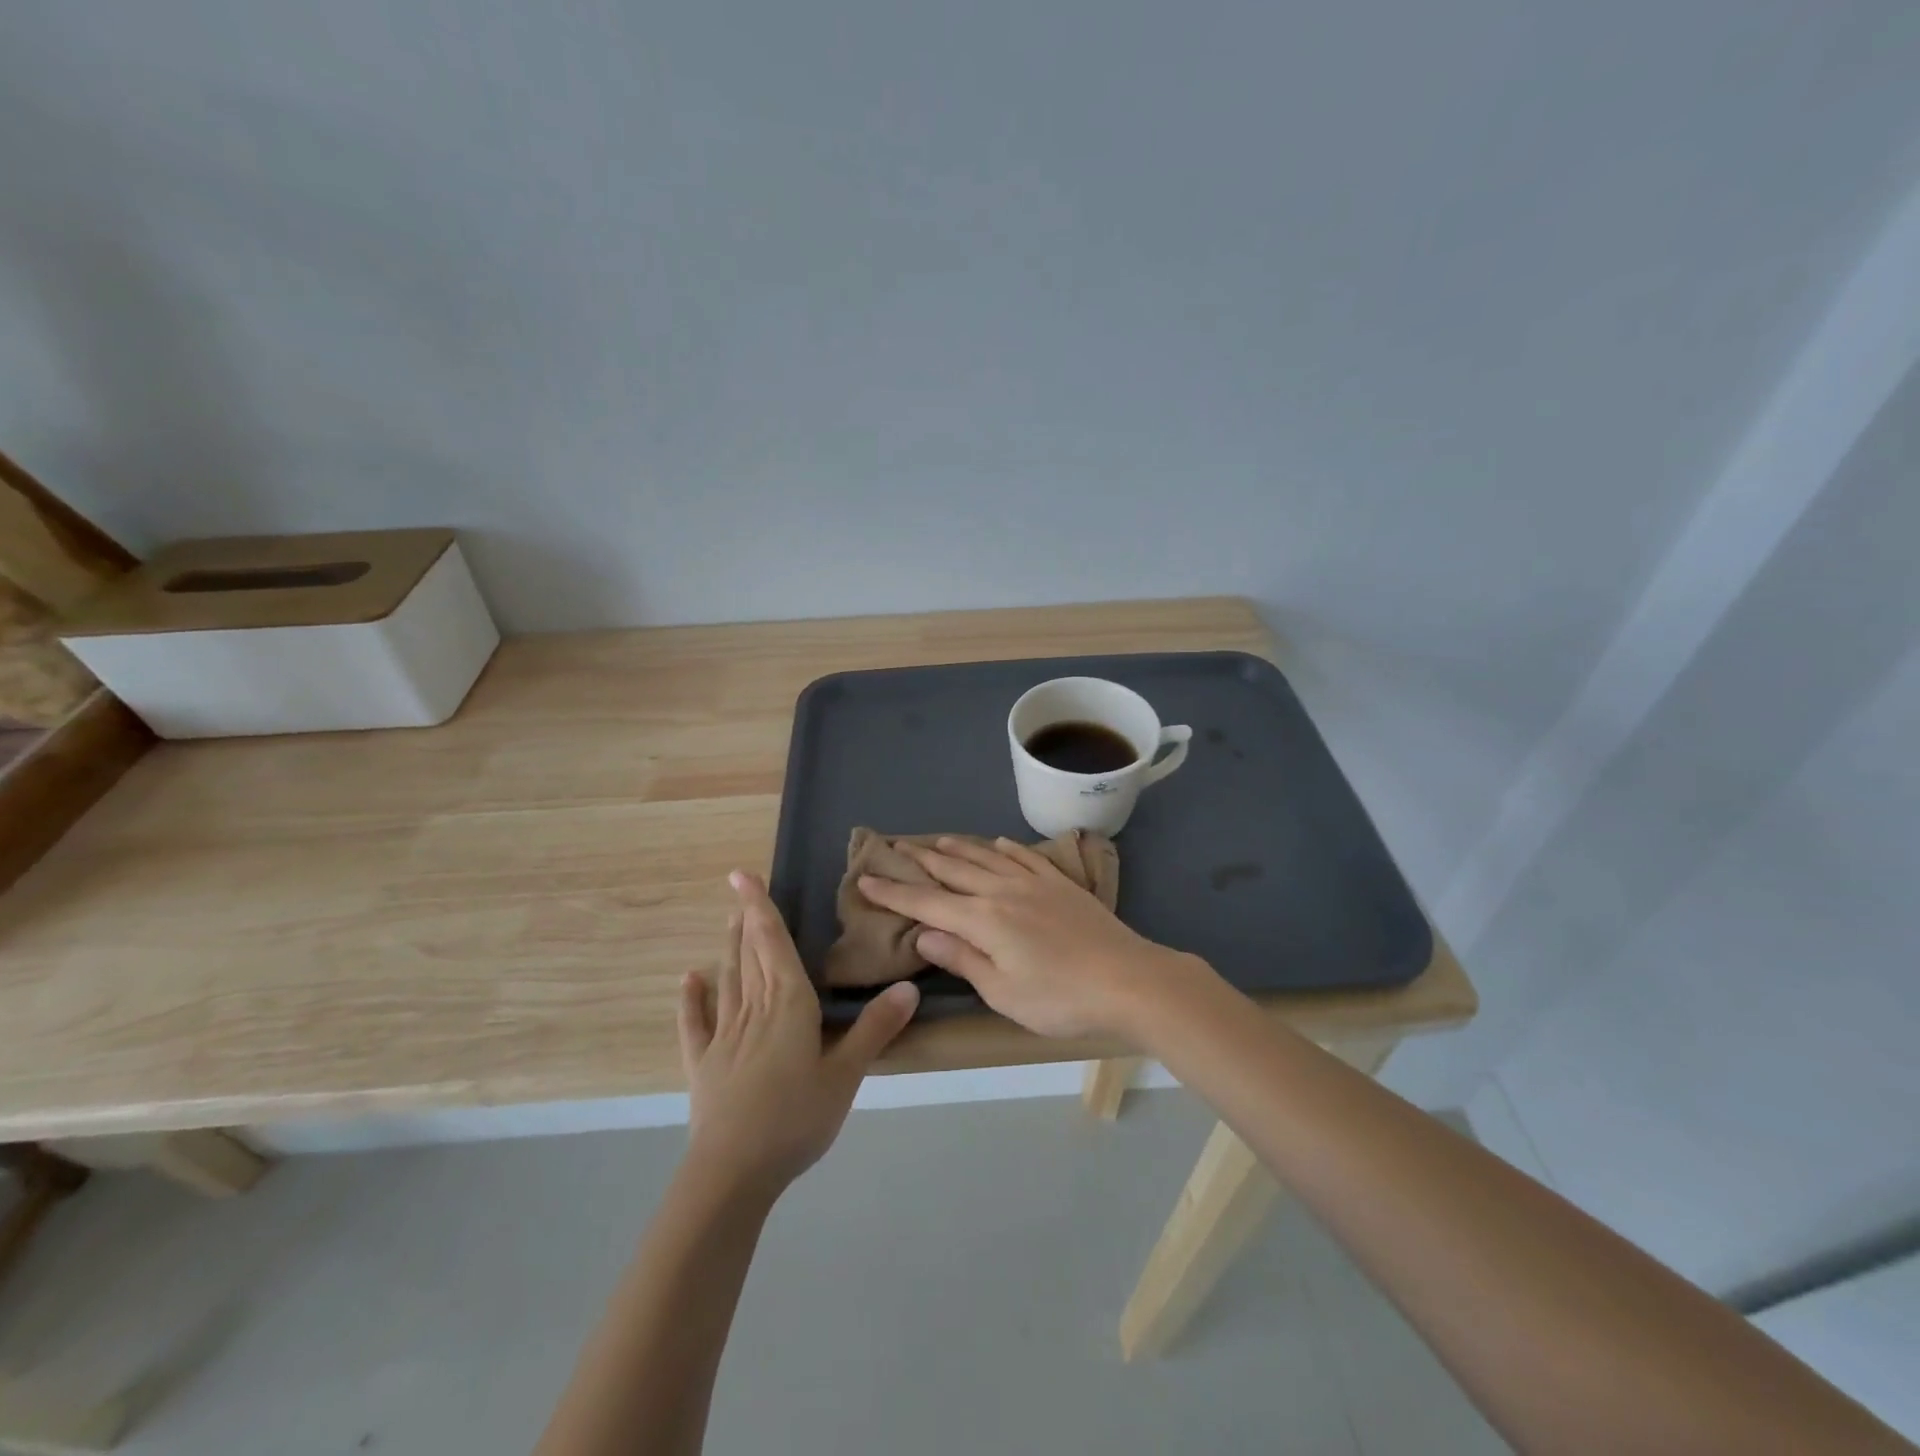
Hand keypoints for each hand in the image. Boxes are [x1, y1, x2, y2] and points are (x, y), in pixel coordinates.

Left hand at [679, 871, 917, 1193]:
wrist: (733, 1172)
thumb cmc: (796, 1118)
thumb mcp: (846, 1075)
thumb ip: (875, 1029)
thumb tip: (908, 986)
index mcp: (790, 1005)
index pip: (774, 944)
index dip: (761, 908)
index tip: (743, 875)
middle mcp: (754, 1009)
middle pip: (750, 955)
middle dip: (747, 920)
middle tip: (739, 890)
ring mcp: (724, 1036)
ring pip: (728, 980)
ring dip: (729, 948)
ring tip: (728, 920)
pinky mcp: (703, 1064)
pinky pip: (696, 1023)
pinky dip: (692, 999)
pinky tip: (689, 978)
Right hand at [858, 837, 1204, 1038]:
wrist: (1128, 979)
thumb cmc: (1061, 998)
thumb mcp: (1003, 992)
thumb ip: (963, 958)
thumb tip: (925, 933)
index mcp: (984, 920)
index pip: (927, 902)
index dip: (894, 892)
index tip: (866, 879)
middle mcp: (1003, 891)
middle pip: (954, 871)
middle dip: (922, 861)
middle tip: (898, 848)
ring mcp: (1035, 883)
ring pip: (987, 857)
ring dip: (959, 848)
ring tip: (937, 841)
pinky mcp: (1061, 884)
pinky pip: (1025, 857)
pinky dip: (1005, 848)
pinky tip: (998, 843)